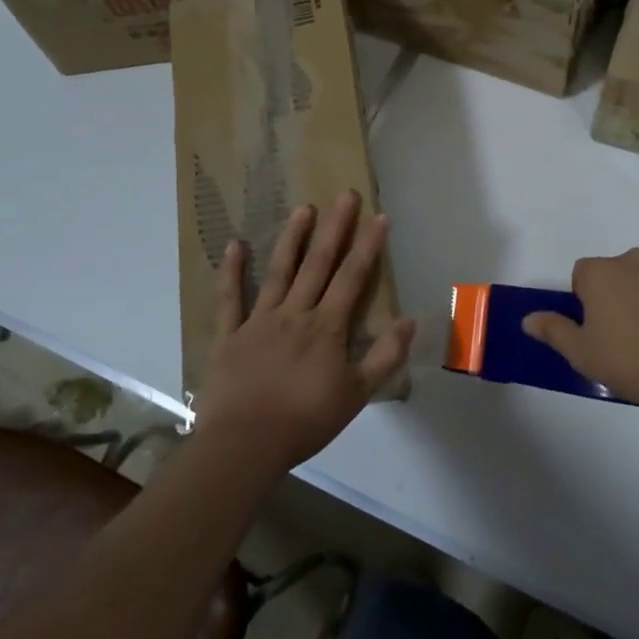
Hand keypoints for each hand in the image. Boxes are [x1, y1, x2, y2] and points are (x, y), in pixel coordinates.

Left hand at [192, 191, 414, 474]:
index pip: (353, 278)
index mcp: (327, 328)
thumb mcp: (357, 395)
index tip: (379, 216)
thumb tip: (409, 321)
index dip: (368, 246)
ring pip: (279, 271)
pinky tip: (235, 244)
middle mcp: (295, 313)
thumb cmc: (305, 421)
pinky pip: (229, 298)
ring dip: (292, 238)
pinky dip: (232, 271)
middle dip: (335, 228)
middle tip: (344, 194)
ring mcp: (259, 320)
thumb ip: (385, 357)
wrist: (246, 443)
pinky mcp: (229, 334)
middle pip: (319, 264)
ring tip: (303, 208)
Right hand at [521, 247, 638, 414]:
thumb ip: (553, 330)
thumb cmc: (630, 361)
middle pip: (617, 274)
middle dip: (615, 297)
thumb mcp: (581, 353)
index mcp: (603, 272)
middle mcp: (637, 262)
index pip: (582, 274)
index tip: (593, 329)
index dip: (584, 300)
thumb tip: (528, 319)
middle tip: (620, 337)